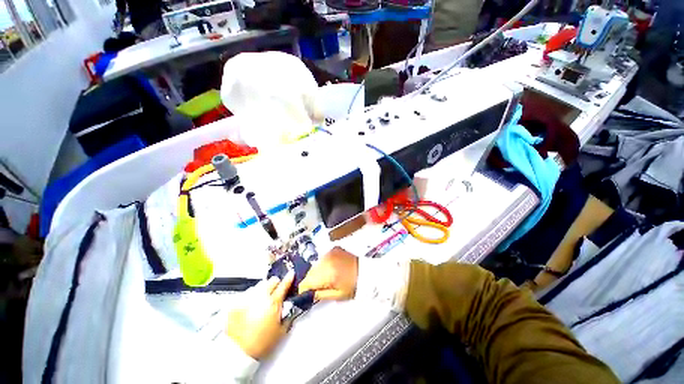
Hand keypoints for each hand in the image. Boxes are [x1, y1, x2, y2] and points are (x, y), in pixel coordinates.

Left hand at [226, 271, 293, 359]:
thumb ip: (288, 316)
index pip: (284, 285)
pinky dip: (250, 297)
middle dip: (275, 284)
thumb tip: (290, 308)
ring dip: (263, 290)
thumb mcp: (281, 332)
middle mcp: (261, 297)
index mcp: (273, 303)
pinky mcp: (235, 304)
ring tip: (262, 301)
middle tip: (275, 292)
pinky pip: (246, 294)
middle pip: (271, 280)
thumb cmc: (261, 344)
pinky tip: (250, 307)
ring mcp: (247, 299)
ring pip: (259, 285)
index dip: (289, 278)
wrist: (237, 353)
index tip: (291, 274)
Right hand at [298, 246, 358, 300]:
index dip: (303, 288)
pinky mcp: (334, 249)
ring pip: (316, 264)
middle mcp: (327, 260)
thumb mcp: (337, 295)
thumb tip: (307, 293)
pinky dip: (324, 264)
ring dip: (317, 271)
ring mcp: (331, 252)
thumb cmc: (353, 286)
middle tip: (318, 287)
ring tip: (327, 278)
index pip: (307, 281)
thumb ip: (319, 294)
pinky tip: (331, 269)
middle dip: (311, 280)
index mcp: (328, 273)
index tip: (303, 293)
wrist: (366, 272)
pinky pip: (323, 258)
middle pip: (310, 272)